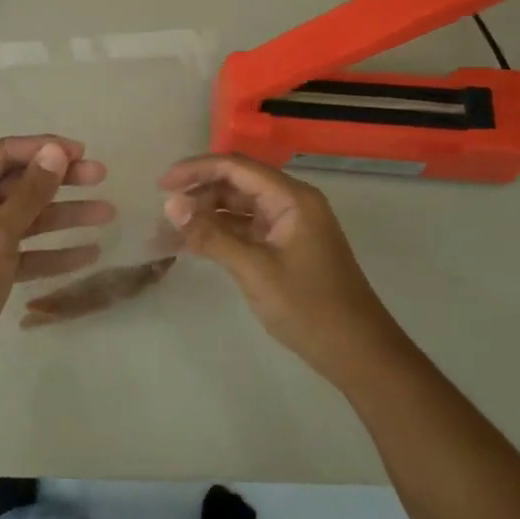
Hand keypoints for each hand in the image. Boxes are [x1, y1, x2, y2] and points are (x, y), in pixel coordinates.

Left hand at [0, 136, 111, 387]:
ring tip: (107, 213)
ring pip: (28, 217)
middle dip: (60, 180)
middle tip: (101, 175)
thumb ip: (29, 194)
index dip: (43, 149)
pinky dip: (55, 252)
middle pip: (19, 184)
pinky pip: (28, 250)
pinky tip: (89, 253)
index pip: (3, 154)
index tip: (82, 152)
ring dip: (65, 216)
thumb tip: (56, 151)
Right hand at [160, 154, 398, 389]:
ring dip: (206, 216)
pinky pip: (246, 229)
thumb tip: (171, 205)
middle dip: (198, 194)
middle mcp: (291, 203)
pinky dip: (221, 234)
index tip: (161, 185)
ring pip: (239, 207)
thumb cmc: (309, 307)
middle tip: (163, 215)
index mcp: (292, 198)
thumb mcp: (255, 270)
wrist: (358, 352)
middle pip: (236, 184)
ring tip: (170, 233)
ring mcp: (290, 226)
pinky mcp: (286, 247)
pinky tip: (194, 246)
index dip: (195, 169)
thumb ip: (212, 235)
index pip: (236, 167)